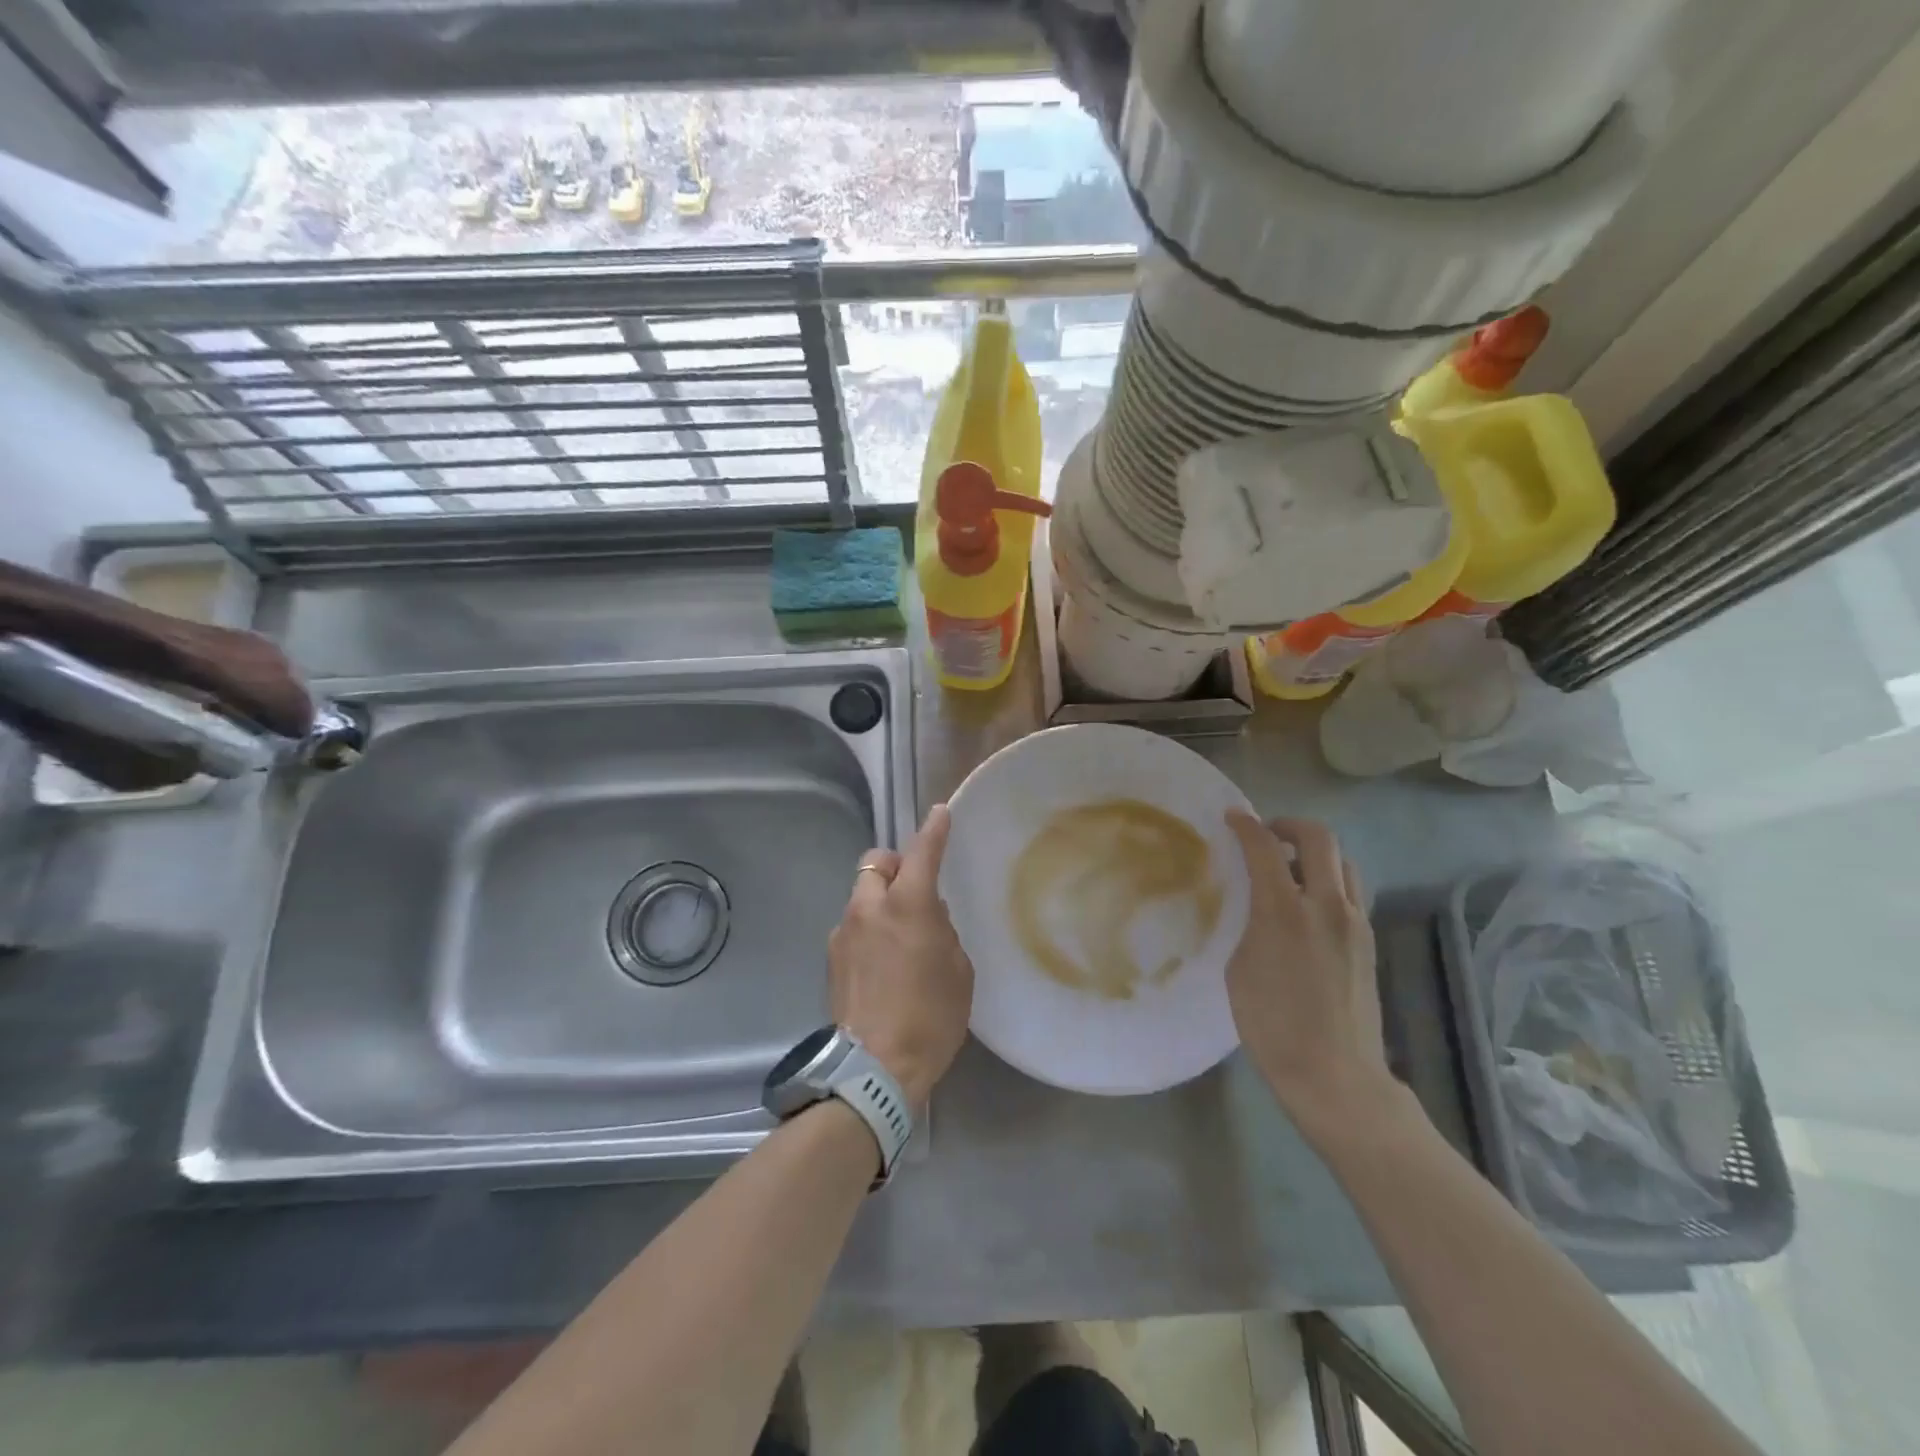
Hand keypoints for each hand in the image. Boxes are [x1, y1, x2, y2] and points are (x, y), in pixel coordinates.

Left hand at [829, 804, 973, 1107]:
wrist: (875, 1067)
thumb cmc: (931, 1016)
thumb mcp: (957, 970)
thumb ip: (942, 931)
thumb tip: (928, 918)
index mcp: (908, 905)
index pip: (922, 852)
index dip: (933, 830)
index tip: (940, 813)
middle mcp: (869, 908)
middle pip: (875, 863)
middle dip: (894, 865)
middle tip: (914, 889)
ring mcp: (844, 932)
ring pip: (861, 896)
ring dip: (880, 901)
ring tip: (899, 935)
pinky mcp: (831, 958)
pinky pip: (853, 927)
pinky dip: (868, 930)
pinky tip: (882, 963)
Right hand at [1225, 812, 1394, 1136]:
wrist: (1334, 1073)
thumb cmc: (1271, 1024)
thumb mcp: (1239, 966)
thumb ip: (1249, 923)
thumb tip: (1256, 903)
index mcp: (1285, 910)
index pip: (1265, 847)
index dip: (1245, 826)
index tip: (1232, 818)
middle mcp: (1327, 905)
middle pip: (1319, 838)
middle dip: (1289, 826)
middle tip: (1268, 835)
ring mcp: (1355, 922)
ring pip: (1343, 862)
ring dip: (1316, 853)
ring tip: (1291, 868)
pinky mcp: (1368, 941)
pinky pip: (1351, 891)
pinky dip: (1329, 880)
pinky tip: (1310, 904)